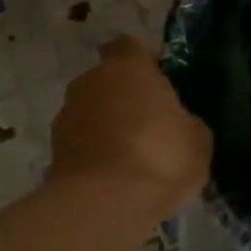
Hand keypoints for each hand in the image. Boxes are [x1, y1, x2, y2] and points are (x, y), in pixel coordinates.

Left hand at [50, 35, 211, 218]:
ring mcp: (66, 115)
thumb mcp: (197, 139)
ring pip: (91, 111)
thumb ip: (186, 121)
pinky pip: (81, 142)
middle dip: (124, 97)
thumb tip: (178, 124)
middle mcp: (91, 81)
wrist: (103, 204)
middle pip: (108, 80)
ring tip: (130, 159)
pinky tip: (112, 178)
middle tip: (149, 125)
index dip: (143, 61)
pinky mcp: (53, 149)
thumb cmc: (160, 157)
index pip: (129, 45)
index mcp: (128, 67)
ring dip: (106, 126)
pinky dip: (93, 153)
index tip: (158, 83)